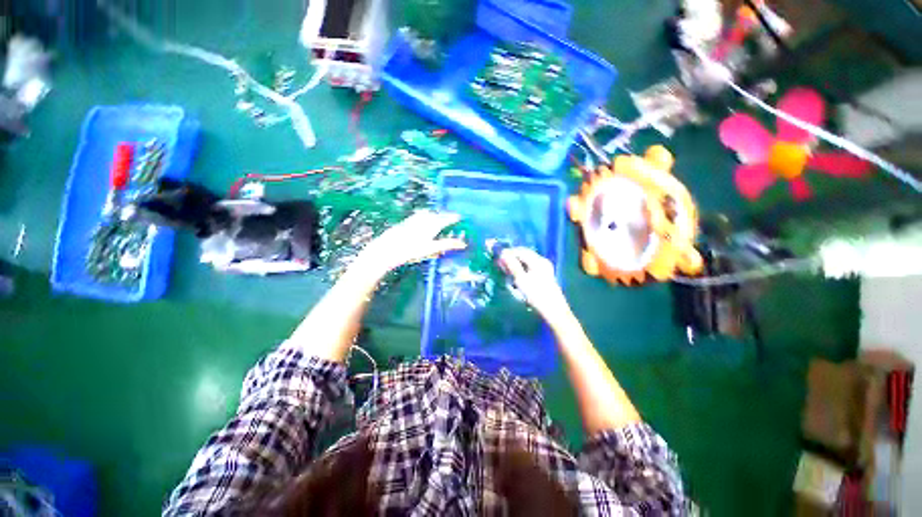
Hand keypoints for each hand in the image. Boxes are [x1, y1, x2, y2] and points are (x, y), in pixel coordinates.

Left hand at [353, 211, 466, 279]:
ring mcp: (413, 220)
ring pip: (426, 215)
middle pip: (437, 215)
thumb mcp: (431, 249)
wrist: (386, 250)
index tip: (459, 217)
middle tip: (450, 220)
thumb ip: (447, 244)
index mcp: (432, 224)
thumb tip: (463, 244)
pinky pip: (418, 218)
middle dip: (444, 217)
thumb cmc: (411, 250)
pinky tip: (421, 224)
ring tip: (437, 220)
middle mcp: (423, 219)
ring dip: (433, 216)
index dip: (453, 218)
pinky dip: (423, 219)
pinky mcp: (405, 223)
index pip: (446, 219)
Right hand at [498, 247, 572, 328]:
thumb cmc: (536, 295)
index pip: (520, 251)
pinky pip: (530, 267)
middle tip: (500, 264)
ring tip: (506, 270)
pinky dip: (521, 269)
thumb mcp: (521, 280)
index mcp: (538, 261)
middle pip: (524, 254)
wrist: (554, 311)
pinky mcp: (544, 276)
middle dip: (511, 257)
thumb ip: (512, 265)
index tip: (497, 257)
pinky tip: (515, 275)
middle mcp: (542, 261)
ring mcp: (544, 269)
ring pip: (526, 261)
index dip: (508, 252)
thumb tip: (502, 253)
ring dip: (515, 263)